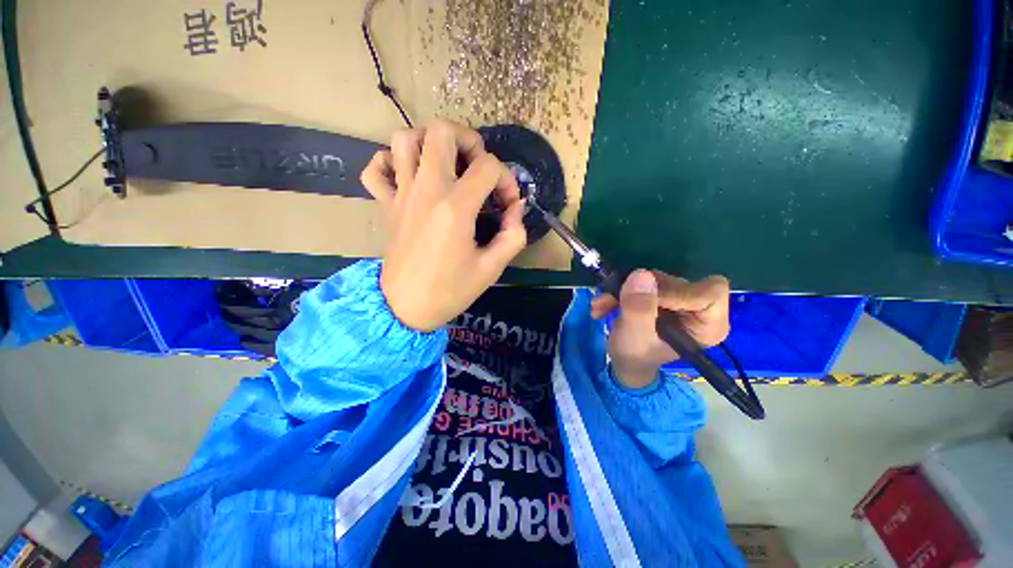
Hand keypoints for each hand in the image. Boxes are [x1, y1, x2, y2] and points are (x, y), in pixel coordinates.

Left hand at [361, 120, 526, 331]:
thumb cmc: (451, 291)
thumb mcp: (492, 268)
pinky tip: (409, 177)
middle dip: (468, 140)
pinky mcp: (386, 204)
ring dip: (430, 142)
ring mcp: (401, 194)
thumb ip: (513, 234)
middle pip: (441, 131)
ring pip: (405, 139)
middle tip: (477, 166)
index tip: (508, 204)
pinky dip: (391, 162)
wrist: (406, 309)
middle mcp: (426, 190)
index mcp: (455, 207)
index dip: (506, 180)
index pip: (488, 166)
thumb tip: (516, 210)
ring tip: (446, 165)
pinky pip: (376, 168)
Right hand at [590, 270, 730, 388]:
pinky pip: (643, 280)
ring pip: (656, 279)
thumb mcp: (635, 337)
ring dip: (624, 289)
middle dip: (640, 290)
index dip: (676, 291)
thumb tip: (641, 274)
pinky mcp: (665, 293)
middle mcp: (701, 309)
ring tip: (604, 305)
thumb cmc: (635, 356)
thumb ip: (639, 309)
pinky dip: (622, 289)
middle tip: (613, 300)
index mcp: (708, 325)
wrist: (624, 360)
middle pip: (678, 282)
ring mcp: (682, 299)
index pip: (709, 292)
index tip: (647, 301)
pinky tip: (606, 303)